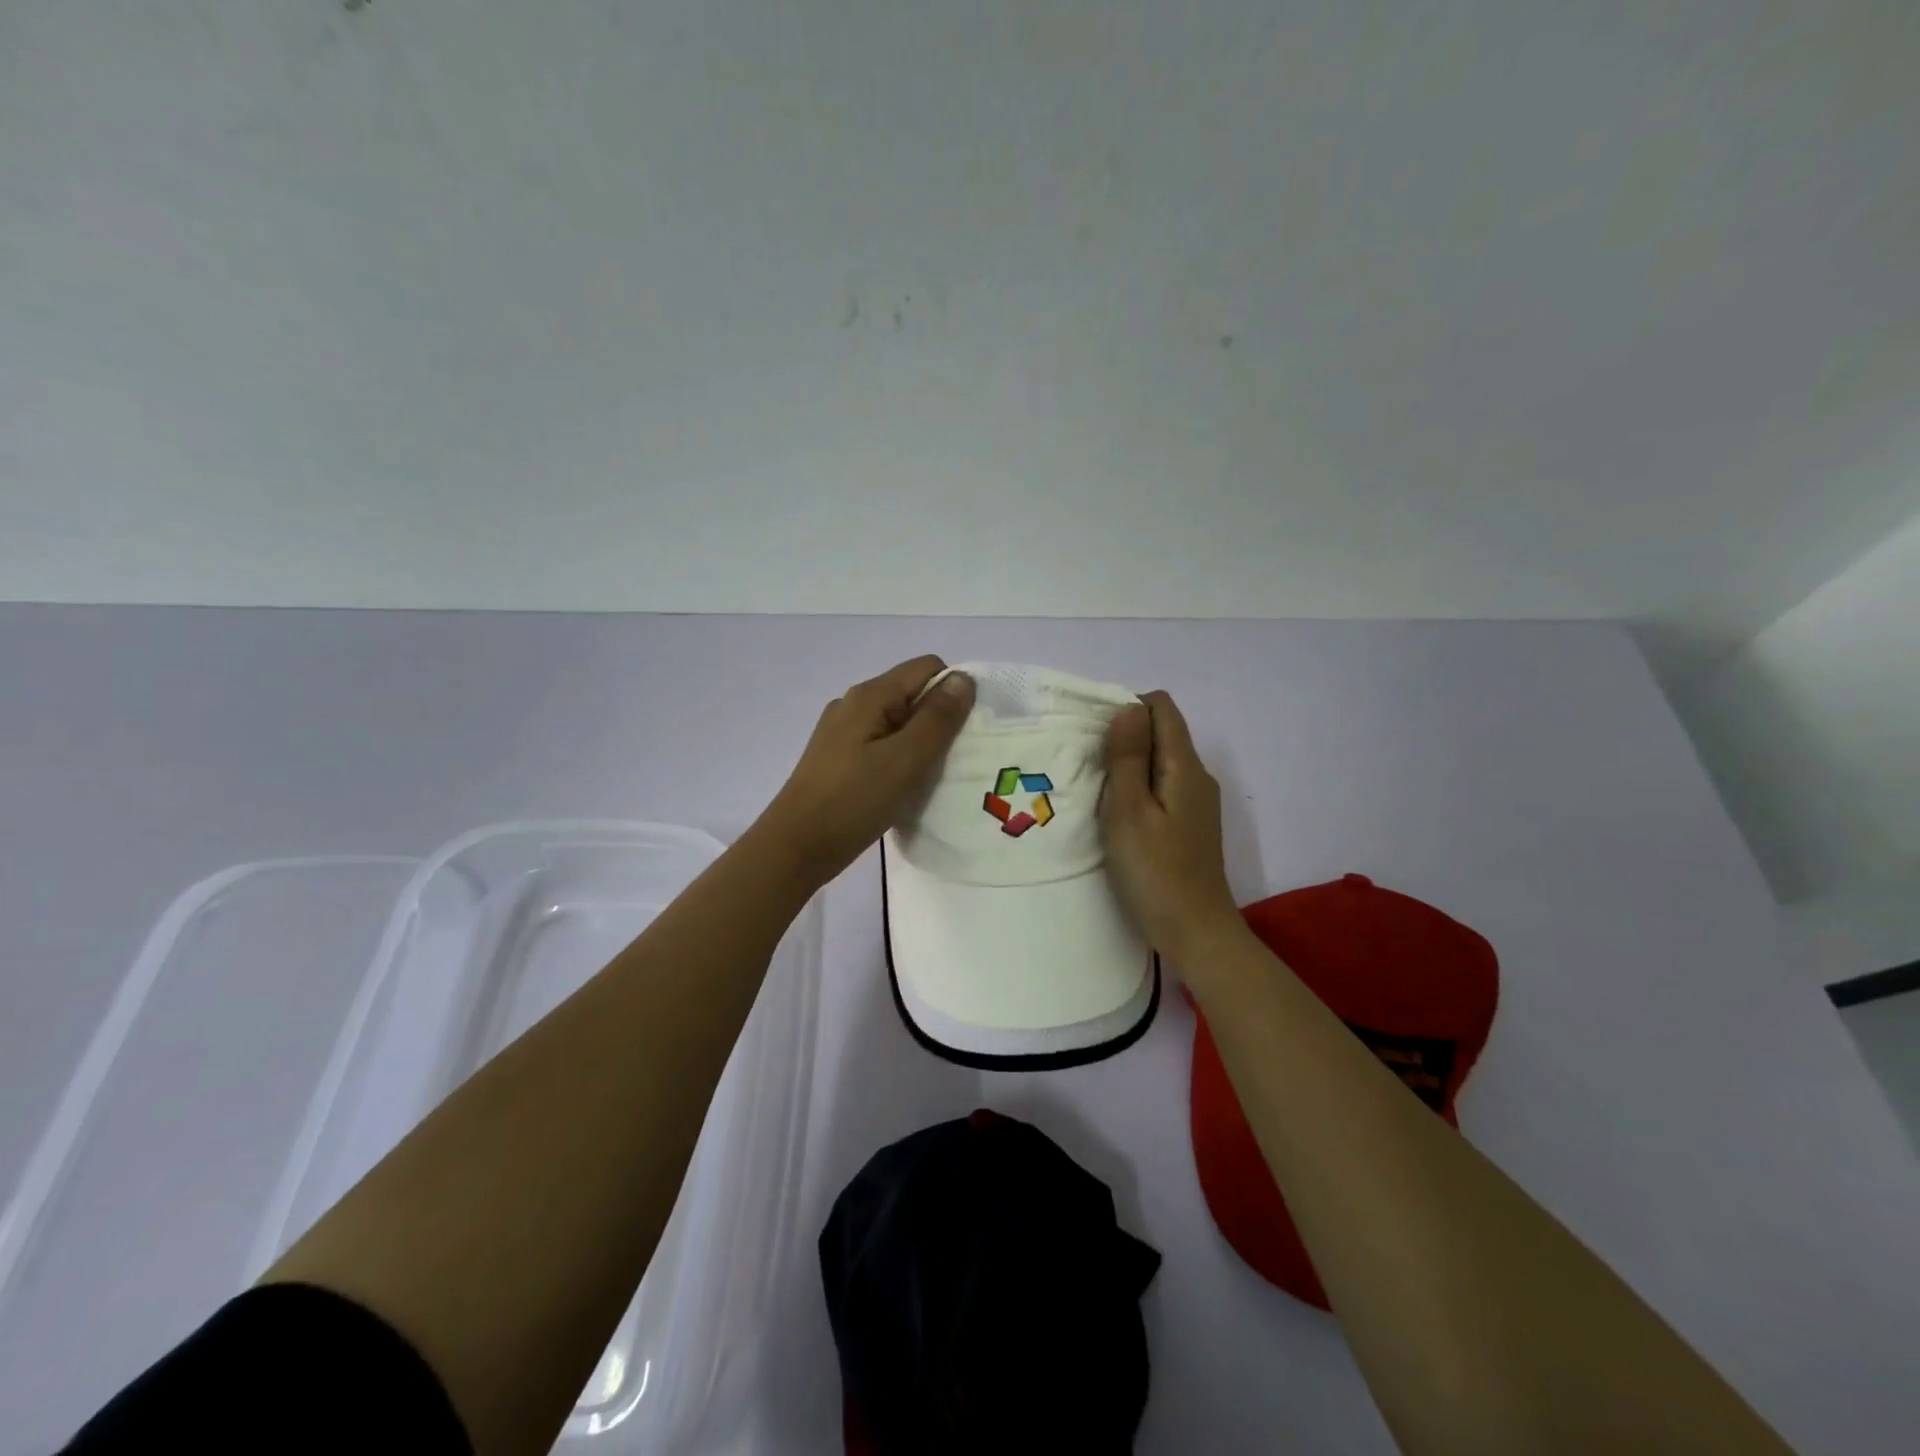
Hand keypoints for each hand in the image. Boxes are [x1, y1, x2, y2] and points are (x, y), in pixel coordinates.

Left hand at [756, 656, 975, 884]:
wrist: (796, 847)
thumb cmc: (854, 800)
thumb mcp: (905, 758)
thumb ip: (937, 717)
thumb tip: (964, 678)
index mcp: (870, 695)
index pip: (927, 668)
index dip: (954, 691)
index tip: (965, 732)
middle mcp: (854, 704)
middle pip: (912, 693)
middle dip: (939, 719)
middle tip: (952, 760)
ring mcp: (842, 732)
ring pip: (897, 723)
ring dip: (920, 743)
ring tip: (930, 778)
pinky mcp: (838, 759)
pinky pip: (881, 745)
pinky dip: (900, 759)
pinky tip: (903, 788)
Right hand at [1100, 691, 1244, 962]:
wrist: (1195, 932)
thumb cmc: (1156, 871)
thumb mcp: (1129, 811)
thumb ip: (1128, 758)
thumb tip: (1127, 709)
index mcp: (1185, 766)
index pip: (1161, 707)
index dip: (1126, 710)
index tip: (1095, 738)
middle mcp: (1197, 776)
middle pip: (1161, 733)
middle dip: (1123, 739)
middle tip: (1088, 768)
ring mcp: (1196, 802)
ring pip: (1159, 762)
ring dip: (1128, 767)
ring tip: (1097, 793)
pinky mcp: (1190, 825)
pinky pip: (1162, 788)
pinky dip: (1138, 790)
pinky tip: (1117, 817)